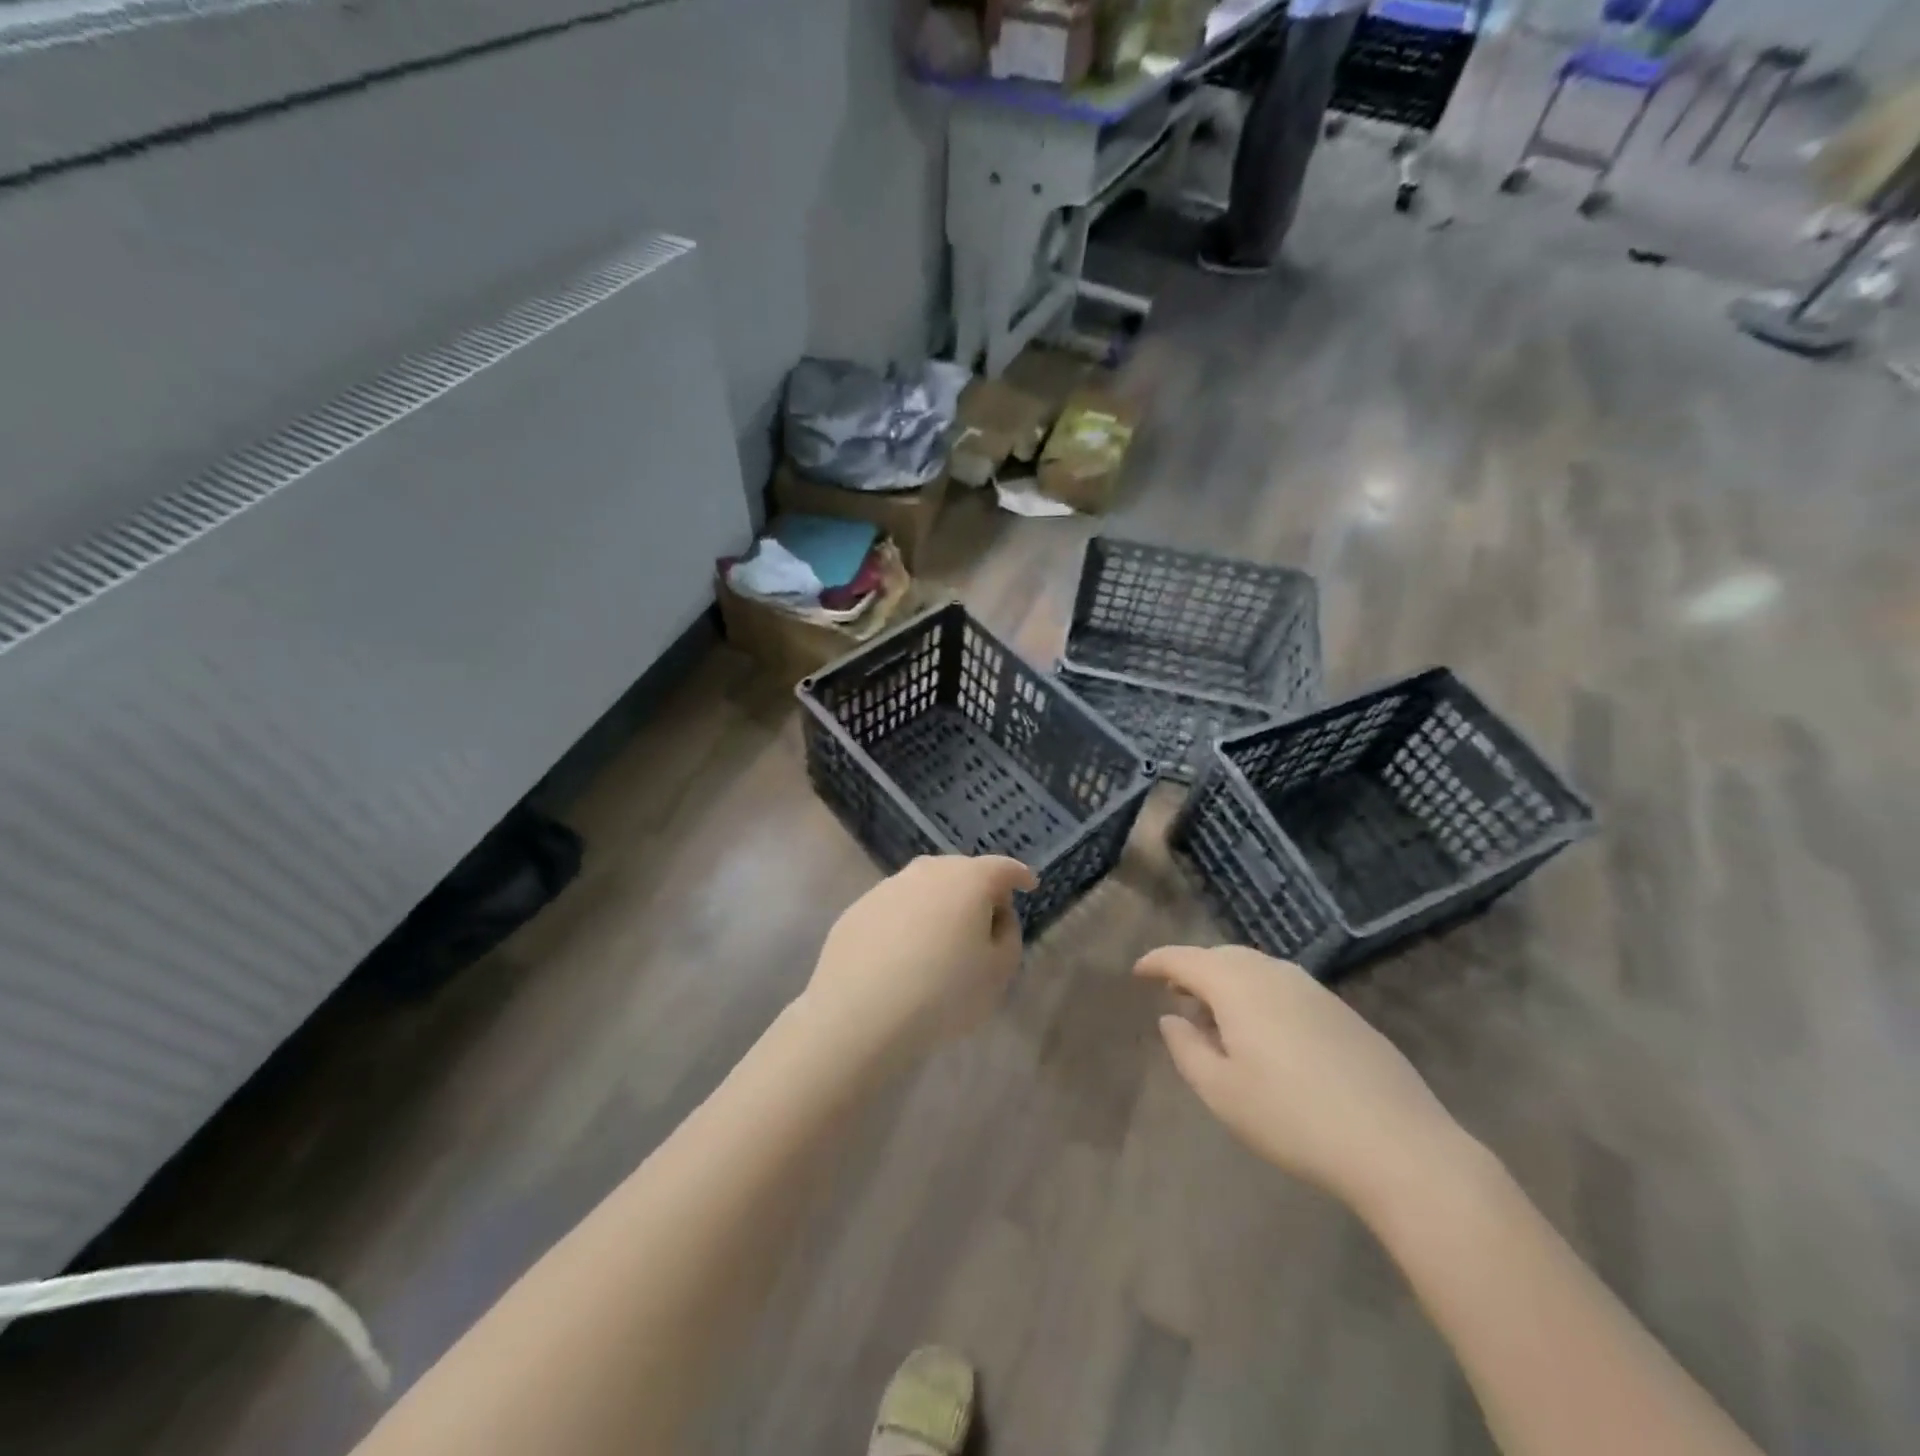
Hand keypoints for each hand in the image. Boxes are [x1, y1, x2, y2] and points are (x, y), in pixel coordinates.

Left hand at [803, 855, 1037, 1063]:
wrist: (860, 1013)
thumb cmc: (944, 992)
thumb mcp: (999, 972)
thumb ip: (1008, 936)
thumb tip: (996, 916)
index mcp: (968, 880)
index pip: (1002, 868)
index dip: (1019, 876)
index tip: (1028, 885)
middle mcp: (927, 872)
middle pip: (961, 872)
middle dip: (978, 889)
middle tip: (985, 919)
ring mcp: (887, 887)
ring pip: (924, 888)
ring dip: (939, 905)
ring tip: (942, 940)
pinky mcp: (858, 909)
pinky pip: (894, 909)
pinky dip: (906, 923)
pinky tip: (903, 955)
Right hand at [1136, 945, 1467, 1214]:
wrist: (1400, 1146)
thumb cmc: (1293, 1119)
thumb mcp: (1222, 1092)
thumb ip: (1186, 1049)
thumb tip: (1171, 1019)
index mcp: (1238, 986)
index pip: (1185, 958)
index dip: (1156, 962)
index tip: (1137, 972)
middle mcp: (1274, 973)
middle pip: (1221, 956)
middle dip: (1193, 970)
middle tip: (1174, 995)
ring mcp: (1314, 989)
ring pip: (1256, 969)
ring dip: (1228, 982)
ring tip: (1216, 1017)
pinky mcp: (1342, 1011)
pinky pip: (1285, 986)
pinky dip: (1260, 995)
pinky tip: (1265, 1034)